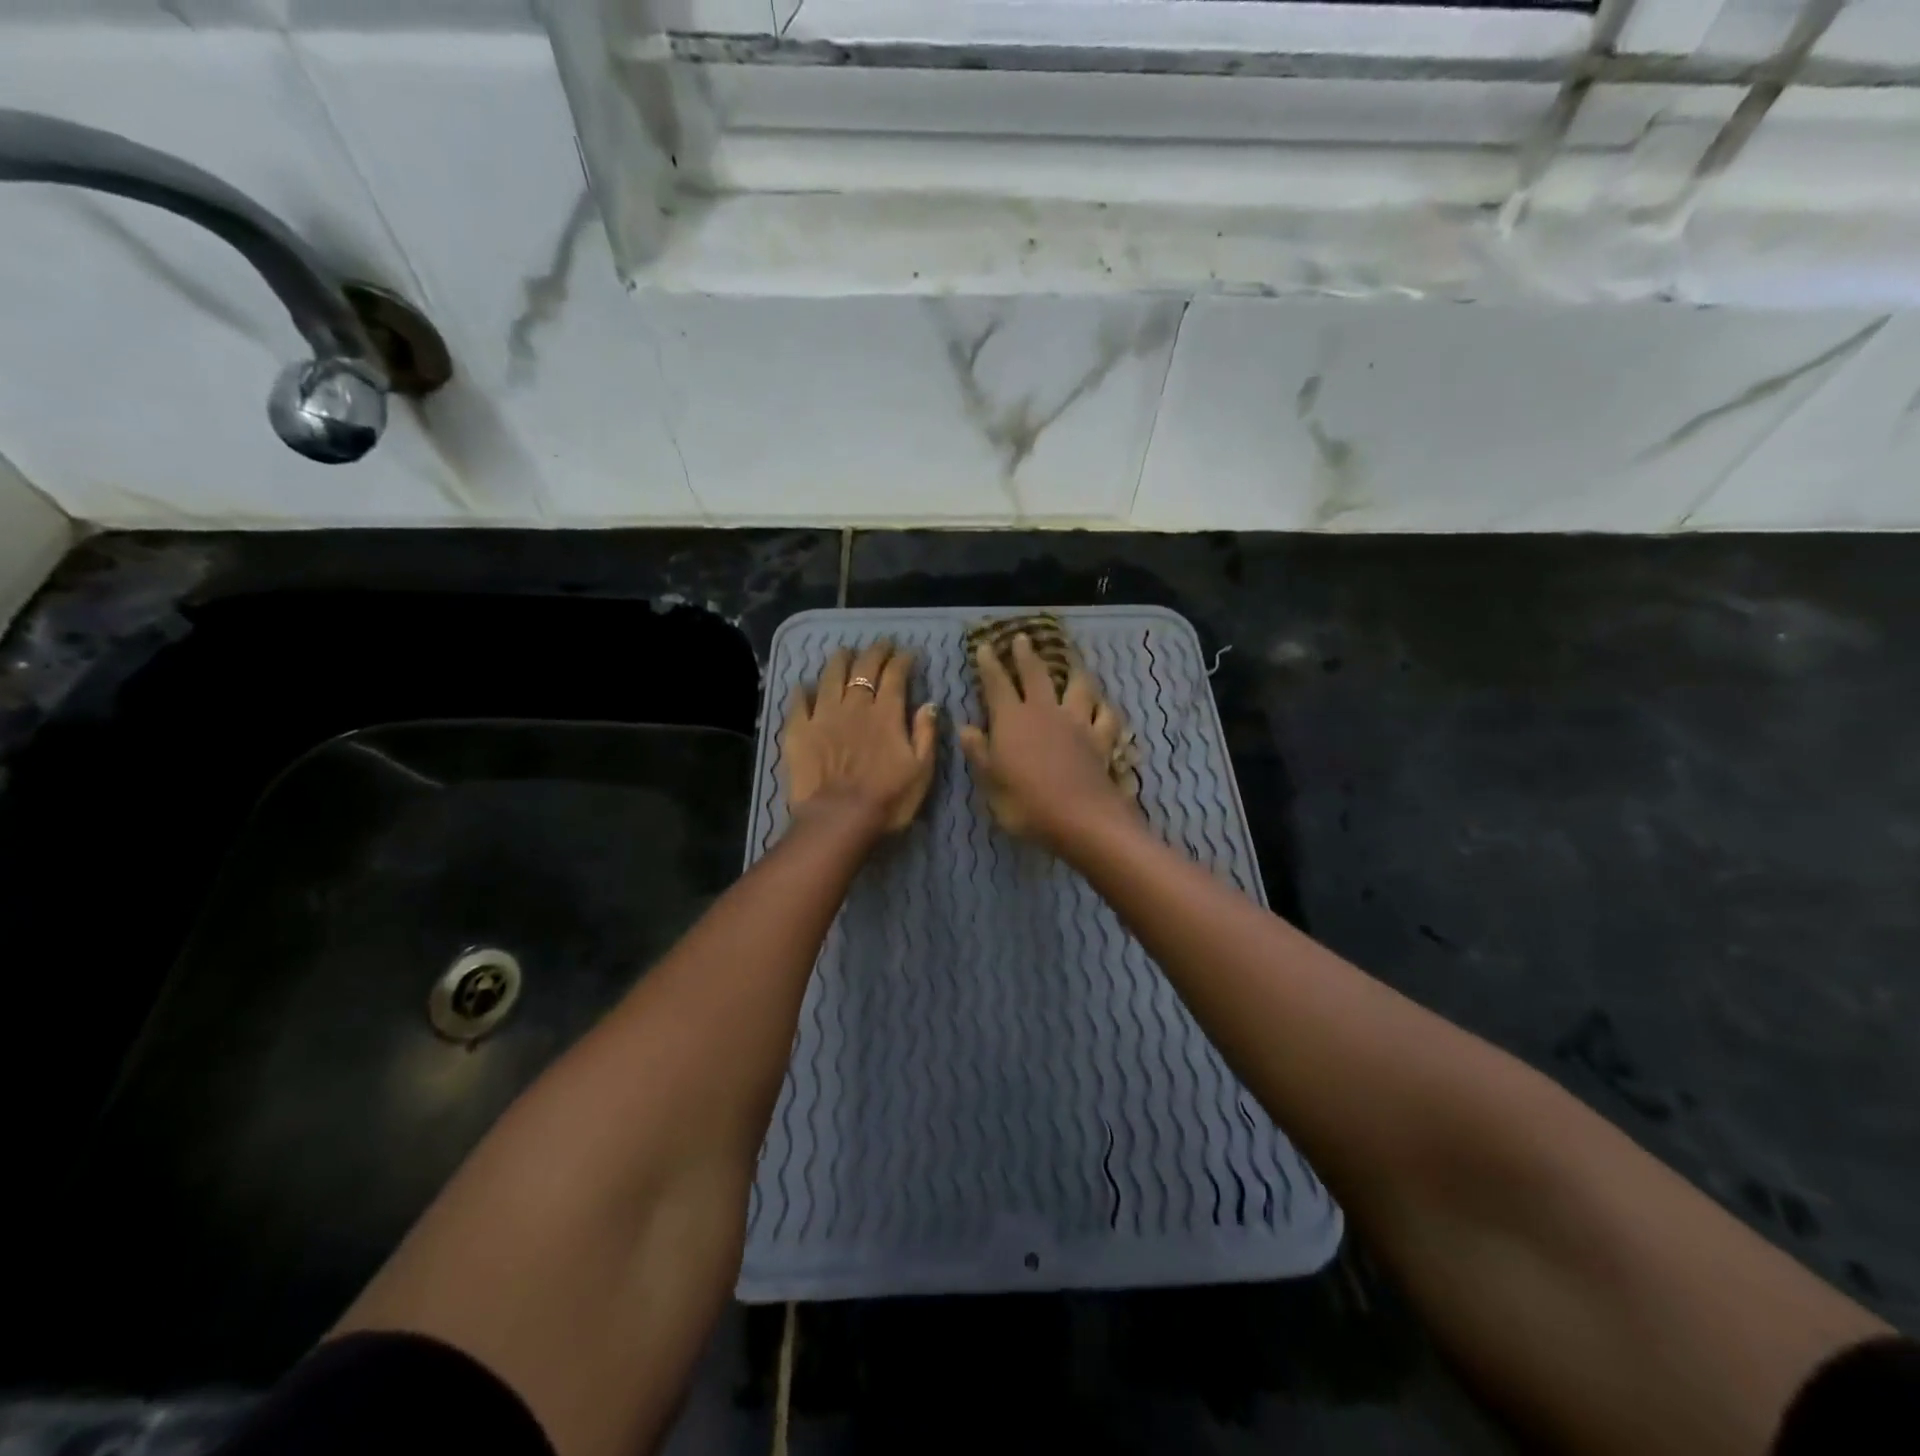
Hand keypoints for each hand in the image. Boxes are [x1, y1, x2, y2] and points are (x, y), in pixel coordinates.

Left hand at [783, 640, 938, 835]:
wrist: (839, 819)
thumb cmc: (888, 800)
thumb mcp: (921, 771)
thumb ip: (925, 733)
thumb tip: (929, 703)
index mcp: (886, 714)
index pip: (895, 675)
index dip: (902, 660)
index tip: (908, 653)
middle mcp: (854, 706)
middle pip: (864, 668)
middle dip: (875, 652)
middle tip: (881, 645)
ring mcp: (823, 715)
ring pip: (830, 677)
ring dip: (840, 661)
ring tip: (844, 652)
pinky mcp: (798, 731)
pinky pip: (798, 703)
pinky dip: (802, 691)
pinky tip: (804, 686)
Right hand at [958, 633, 1133, 852]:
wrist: (1082, 820)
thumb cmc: (1026, 804)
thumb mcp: (991, 783)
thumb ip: (979, 753)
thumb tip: (965, 728)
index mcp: (1012, 720)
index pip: (997, 684)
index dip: (990, 665)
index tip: (985, 647)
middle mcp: (1045, 712)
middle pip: (1037, 674)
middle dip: (1027, 655)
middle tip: (1023, 638)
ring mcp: (1078, 723)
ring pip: (1078, 687)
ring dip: (1073, 671)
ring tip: (1073, 662)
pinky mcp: (1102, 739)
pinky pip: (1107, 716)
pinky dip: (1104, 707)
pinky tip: (1103, 705)